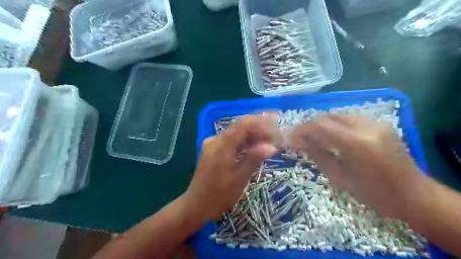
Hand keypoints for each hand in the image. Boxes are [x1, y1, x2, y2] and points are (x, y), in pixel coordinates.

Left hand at [185, 115, 278, 221]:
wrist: (196, 206)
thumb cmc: (219, 195)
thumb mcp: (239, 179)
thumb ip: (254, 159)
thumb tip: (271, 146)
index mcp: (221, 146)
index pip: (242, 125)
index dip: (259, 121)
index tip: (275, 122)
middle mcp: (215, 141)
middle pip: (239, 128)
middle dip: (257, 128)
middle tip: (274, 134)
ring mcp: (212, 145)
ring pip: (235, 135)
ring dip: (251, 136)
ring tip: (268, 140)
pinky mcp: (212, 151)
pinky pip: (230, 142)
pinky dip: (243, 143)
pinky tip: (254, 147)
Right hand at [291, 114, 432, 218]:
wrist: (414, 195)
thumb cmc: (374, 194)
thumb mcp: (339, 177)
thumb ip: (318, 155)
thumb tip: (299, 143)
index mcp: (355, 143)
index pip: (319, 125)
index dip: (301, 129)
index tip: (291, 138)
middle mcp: (366, 126)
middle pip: (328, 116)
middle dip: (311, 127)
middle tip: (302, 140)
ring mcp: (375, 122)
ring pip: (338, 115)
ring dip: (323, 125)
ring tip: (316, 140)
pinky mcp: (380, 123)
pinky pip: (350, 119)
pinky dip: (336, 126)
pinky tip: (334, 139)